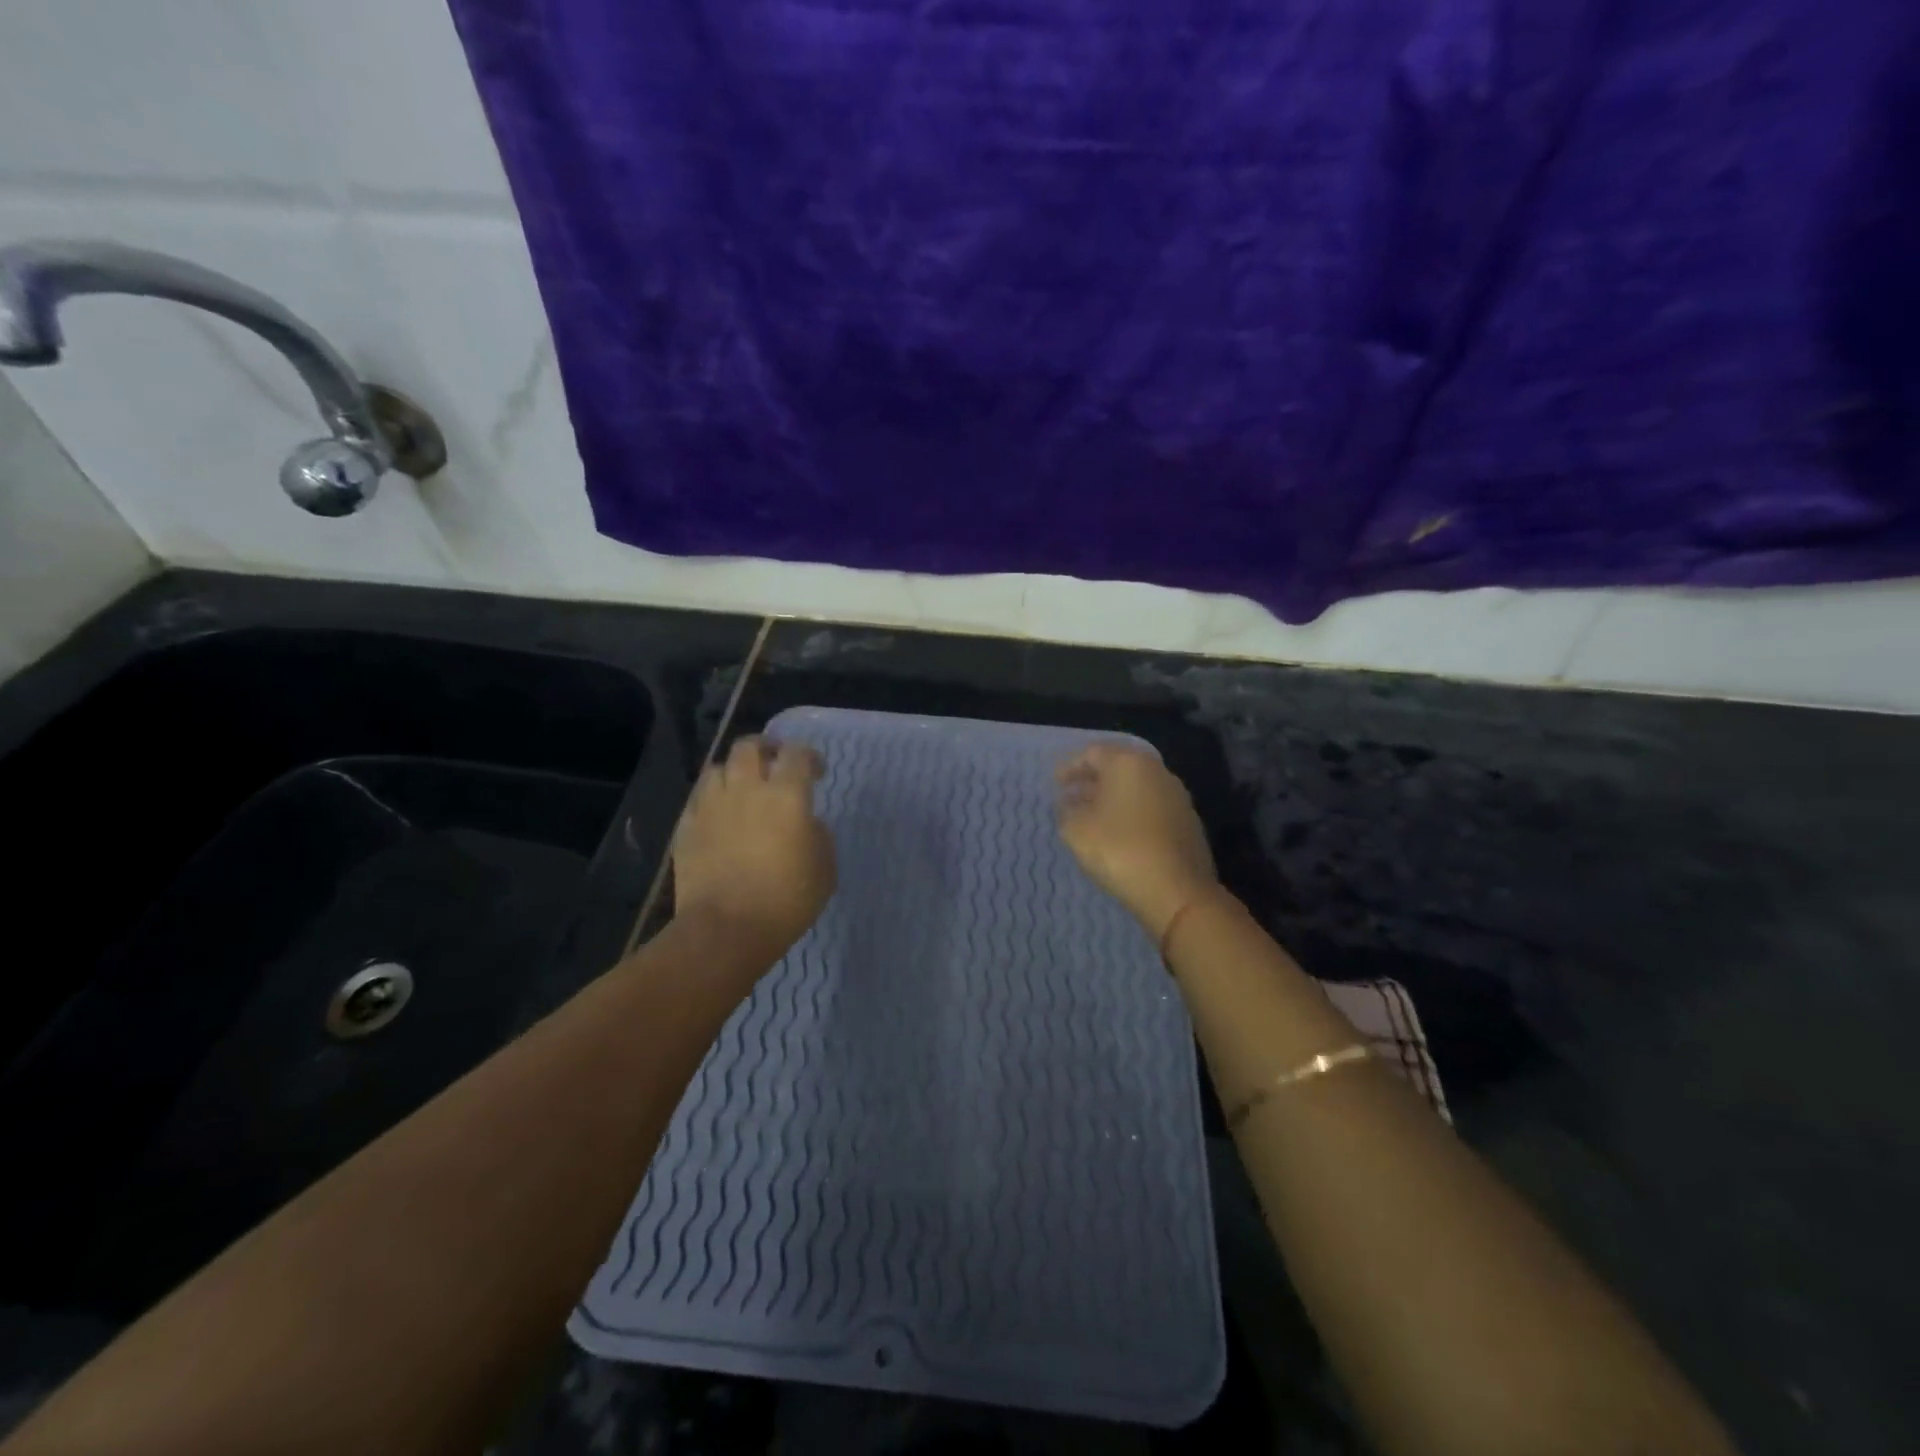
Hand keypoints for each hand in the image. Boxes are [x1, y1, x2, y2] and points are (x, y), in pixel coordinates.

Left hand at [673, 736, 836, 961]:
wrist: (727, 929)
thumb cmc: (786, 900)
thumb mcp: (824, 868)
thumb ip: (817, 834)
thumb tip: (806, 823)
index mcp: (786, 795)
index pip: (797, 754)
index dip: (809, 757)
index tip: (816, 772)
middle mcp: (747, 789)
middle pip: (749, 747)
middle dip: (765, 749)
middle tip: (775, 764)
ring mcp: (712, 806)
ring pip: (718, 768)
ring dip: (734, 773)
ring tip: (742, 790)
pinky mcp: (687, 827)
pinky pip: (699, 799)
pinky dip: (713, 800)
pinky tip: (720, 817)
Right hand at [1057, 743, 1218, 943]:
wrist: (1177, 890)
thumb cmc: (1120, 850)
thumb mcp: (1076, 830)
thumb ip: (1066, 810)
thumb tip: (1068, 802)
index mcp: (1128, 762)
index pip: (1092, 753)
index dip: (1070, 766)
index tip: (1055, 783)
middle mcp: (1156, 771)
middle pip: (1118, 767)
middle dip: (1092, 780)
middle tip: (1071, 796)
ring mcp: (1176, 796)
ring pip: (1136, 787)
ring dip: (1112, 797)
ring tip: (1091, 816)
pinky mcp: (1187, 821)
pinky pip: (1151, 807)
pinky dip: (1131, 812)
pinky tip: (1119, 833)